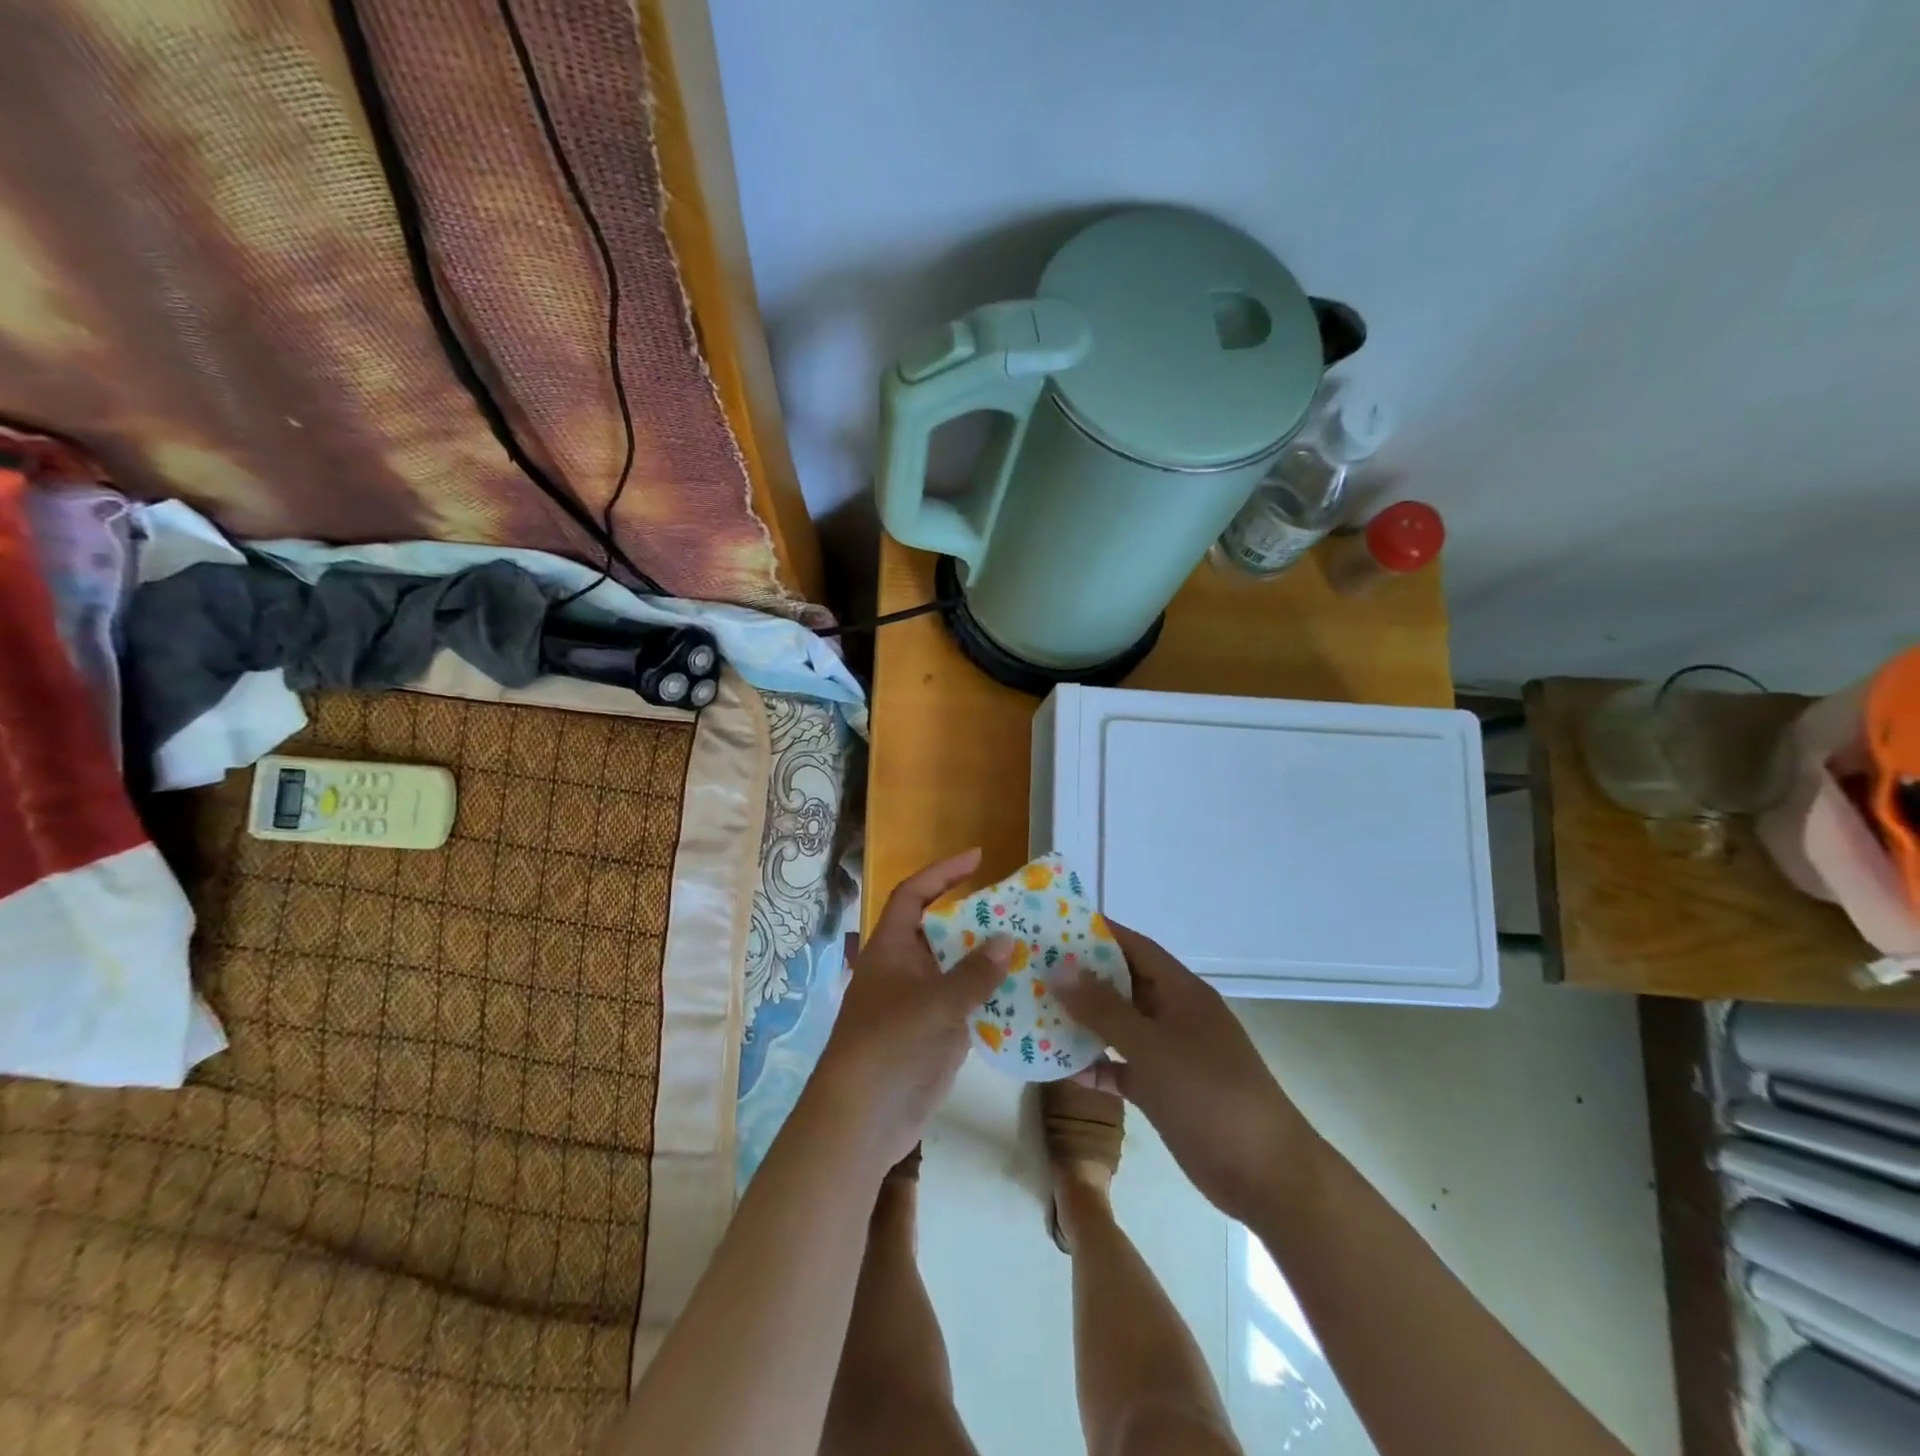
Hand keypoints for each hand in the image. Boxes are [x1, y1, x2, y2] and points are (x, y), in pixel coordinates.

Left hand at [805, 848, 1011, 1172]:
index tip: (978, 858)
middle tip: (1020, 909)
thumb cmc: (889, 1046)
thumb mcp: (933, 1003)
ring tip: (1034, 946)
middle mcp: (906, 969)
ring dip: (990, 959)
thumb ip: (973, 973)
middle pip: (943, 931)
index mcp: (892, 948)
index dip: (942, 873)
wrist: (863, 1120)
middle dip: (978, 919)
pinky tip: (1028, 994)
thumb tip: (1006, 940)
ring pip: (959, 969)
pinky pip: (969, 1005)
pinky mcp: (937, 1034)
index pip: (914, 895)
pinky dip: (994, 997)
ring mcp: (921, 1003)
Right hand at [1053, 921, 1314, 1223]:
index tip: (1054, 924)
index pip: (1134, 946)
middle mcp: (1174, 1015)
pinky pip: (1122, 1066)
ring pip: (1119, 1026)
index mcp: (1180, 992)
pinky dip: (1096, 1064)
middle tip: (1034, 967)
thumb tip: (1060, 967)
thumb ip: (1103, 1008)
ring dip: (1084, 1021)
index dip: (1098, 932)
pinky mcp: (1164, 1089)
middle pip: (1122, 984)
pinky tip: (1061, 1067)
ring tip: (1036, 1010)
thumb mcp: (1152, 1046)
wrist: (1265, 1175)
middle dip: (1081, 976)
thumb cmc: (1209, 1096)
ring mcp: (1170, 1053)